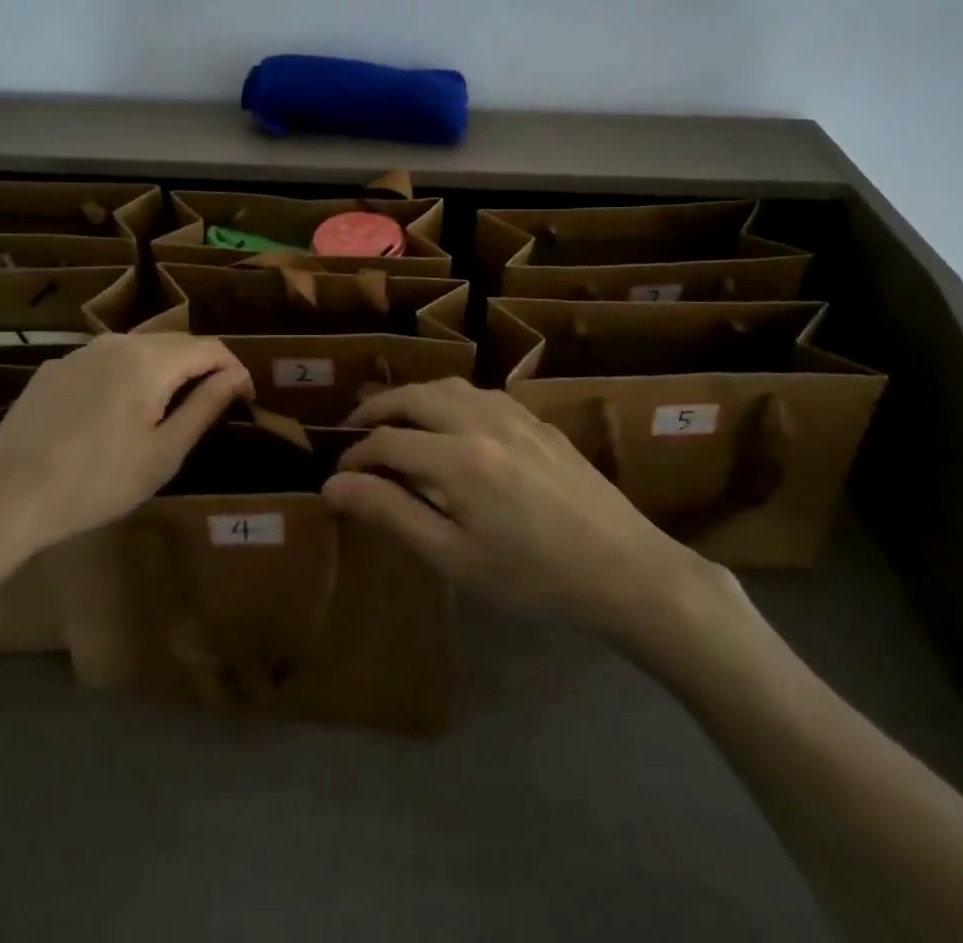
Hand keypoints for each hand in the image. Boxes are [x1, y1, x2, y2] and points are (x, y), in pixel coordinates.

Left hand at [0, 334, 254, 568]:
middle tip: (208, 409)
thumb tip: (236, 377)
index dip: (234, 369)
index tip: (244, 399)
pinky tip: (112, 417)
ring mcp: (80, 352)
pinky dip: (126, 378)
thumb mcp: (163, 454)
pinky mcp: (54, 369)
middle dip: (200, 369)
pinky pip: (105, 362)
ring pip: (139, 350)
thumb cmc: (95, 482)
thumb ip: (205, 407)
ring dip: (163, 372)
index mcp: (149, 360)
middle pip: (174, 343)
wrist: (3, 497)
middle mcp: (116, 342)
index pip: (209, 347)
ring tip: (163, 414)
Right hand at [325, 379, 749, 679]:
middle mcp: (481, 421)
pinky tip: (453, 423)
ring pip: (448, 386)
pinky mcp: (538, 422)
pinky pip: (481, 394)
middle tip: (354, 431)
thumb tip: (335, 485)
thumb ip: (392, 514)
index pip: (386, 441)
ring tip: (396, 419)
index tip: (339, 476)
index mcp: (457, 458)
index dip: (355, 455)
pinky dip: (449, 399)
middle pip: (414, 397)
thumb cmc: (533, 577)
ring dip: (413, 397)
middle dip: (376, 410)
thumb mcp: (454, 558)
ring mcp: (514, 415)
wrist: (626, 569)